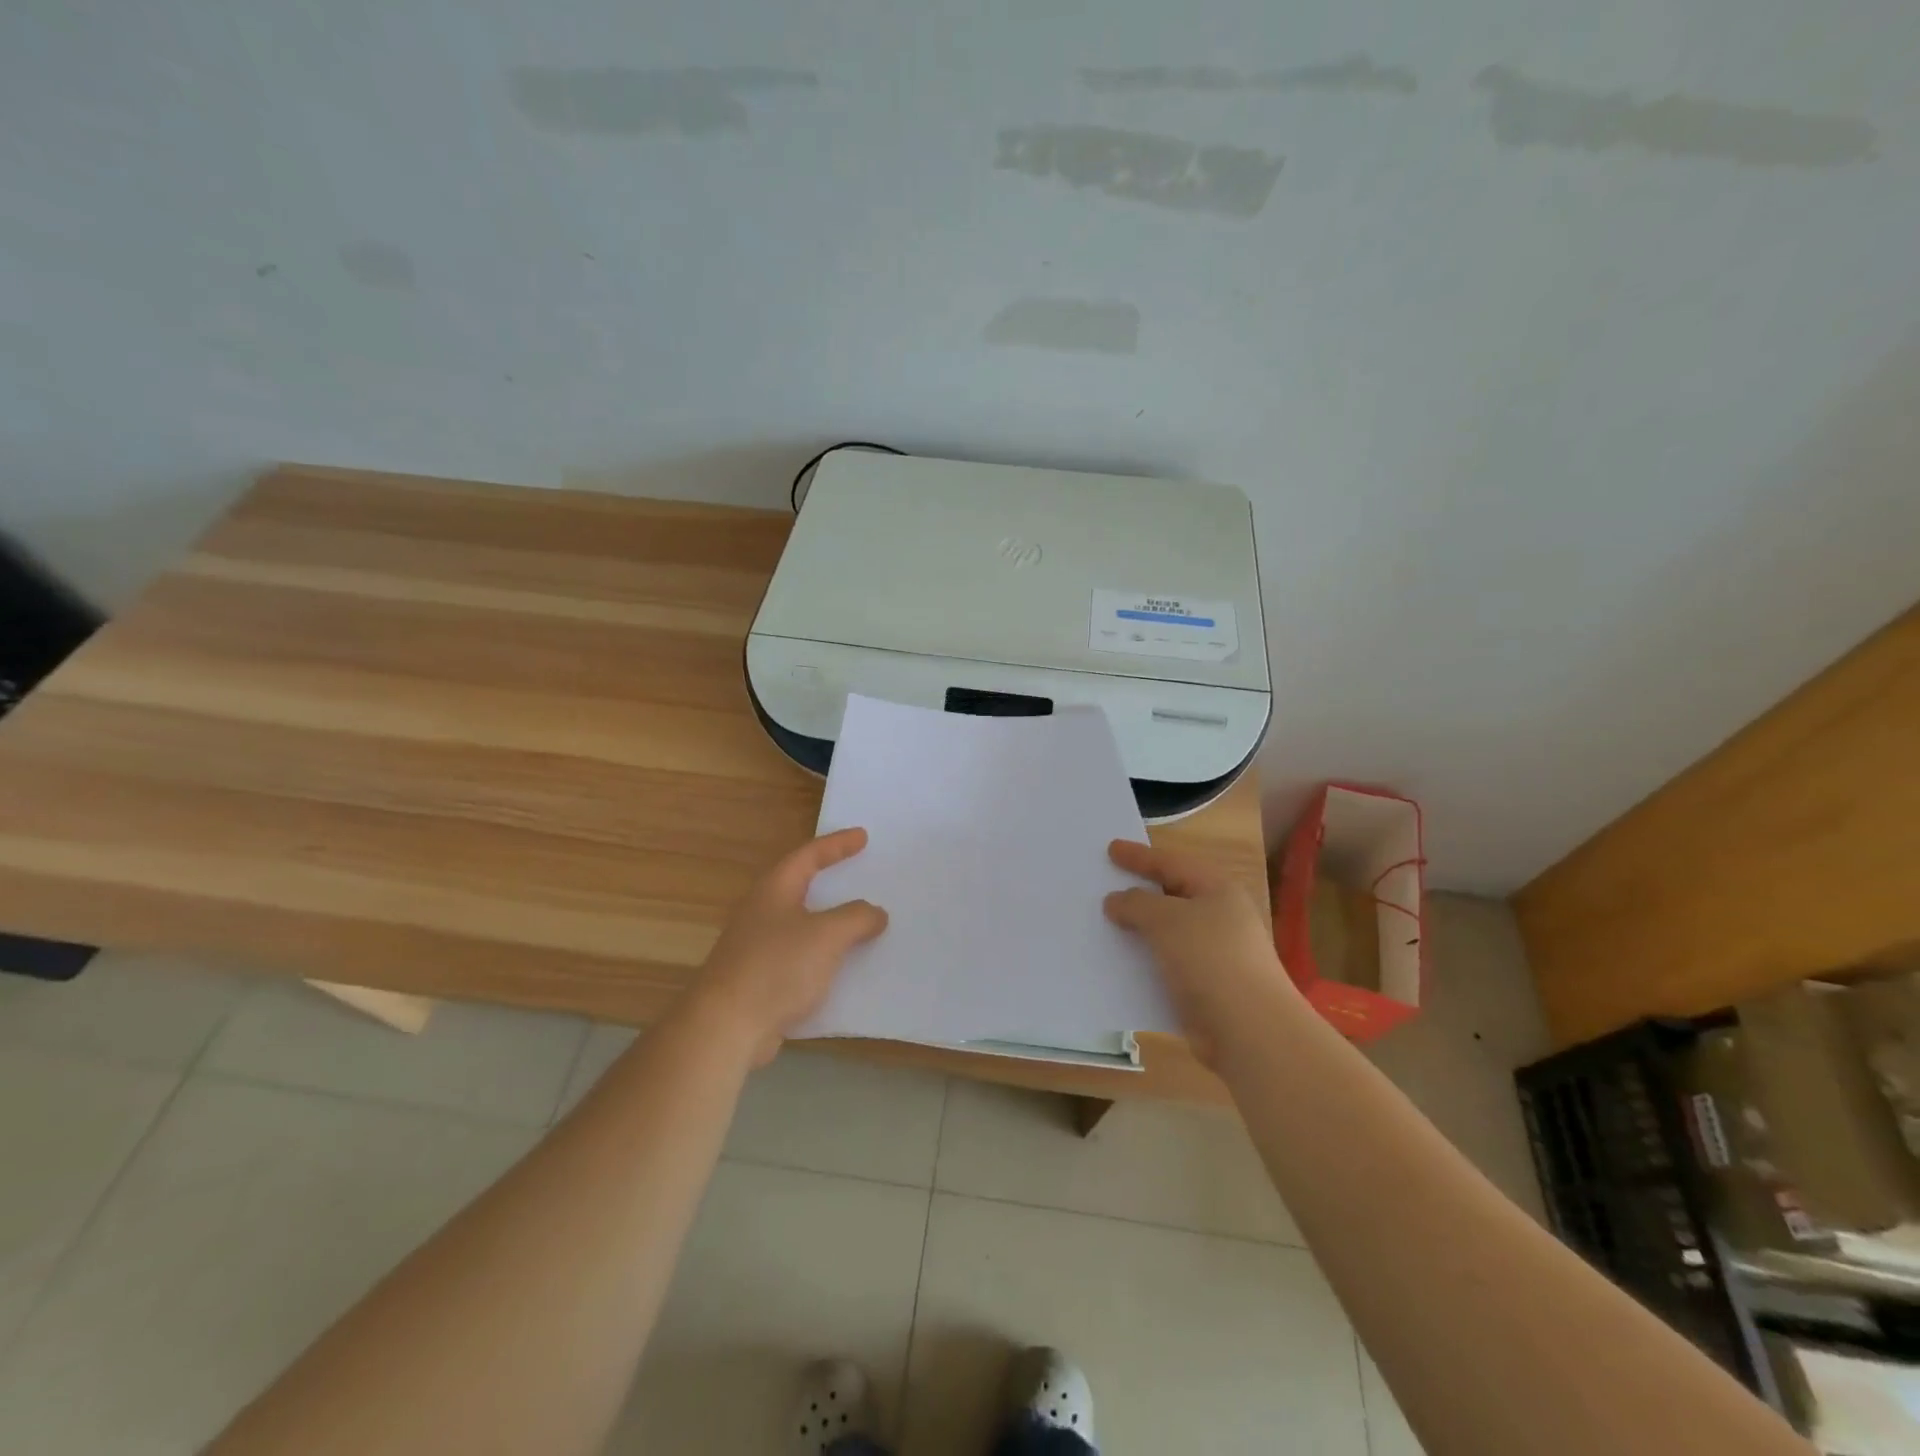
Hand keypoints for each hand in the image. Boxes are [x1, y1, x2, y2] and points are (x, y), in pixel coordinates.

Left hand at [680, 828, 888, 1066]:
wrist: (726, 1028)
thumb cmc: (776, 968)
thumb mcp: (827, 935)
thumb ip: (857, 918)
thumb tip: (876, 913)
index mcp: (774, 890)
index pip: (808, 855)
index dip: (836, 844)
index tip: (862, 836)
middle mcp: (762, 912)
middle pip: (800, 886)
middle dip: (830, 880)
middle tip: (860, 873)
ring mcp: (757, 947)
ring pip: (801, 924)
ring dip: (829, 921)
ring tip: (859, 922)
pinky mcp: (759, 979)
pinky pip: (800, 956)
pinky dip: (823, 955)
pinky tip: (842, 968)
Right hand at [1103, 839, 1295, 1068]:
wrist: (1250, 1030)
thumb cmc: (1210, 959)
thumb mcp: (1166, 920)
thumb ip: (1136, 904)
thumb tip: (1117, 901)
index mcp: (1217, 890)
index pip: (1171, 863)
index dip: (1139, 856)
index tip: (1110, 849)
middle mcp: (1219, 917)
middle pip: (1171, 895)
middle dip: (1138, 891)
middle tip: (1106, 882)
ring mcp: (1215, 953)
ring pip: (1167, 932)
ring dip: (1138, 929)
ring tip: (1104, 923)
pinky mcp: (1206, 987)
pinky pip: (1167, 964)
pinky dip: (1144, 960)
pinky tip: (1119, 964)